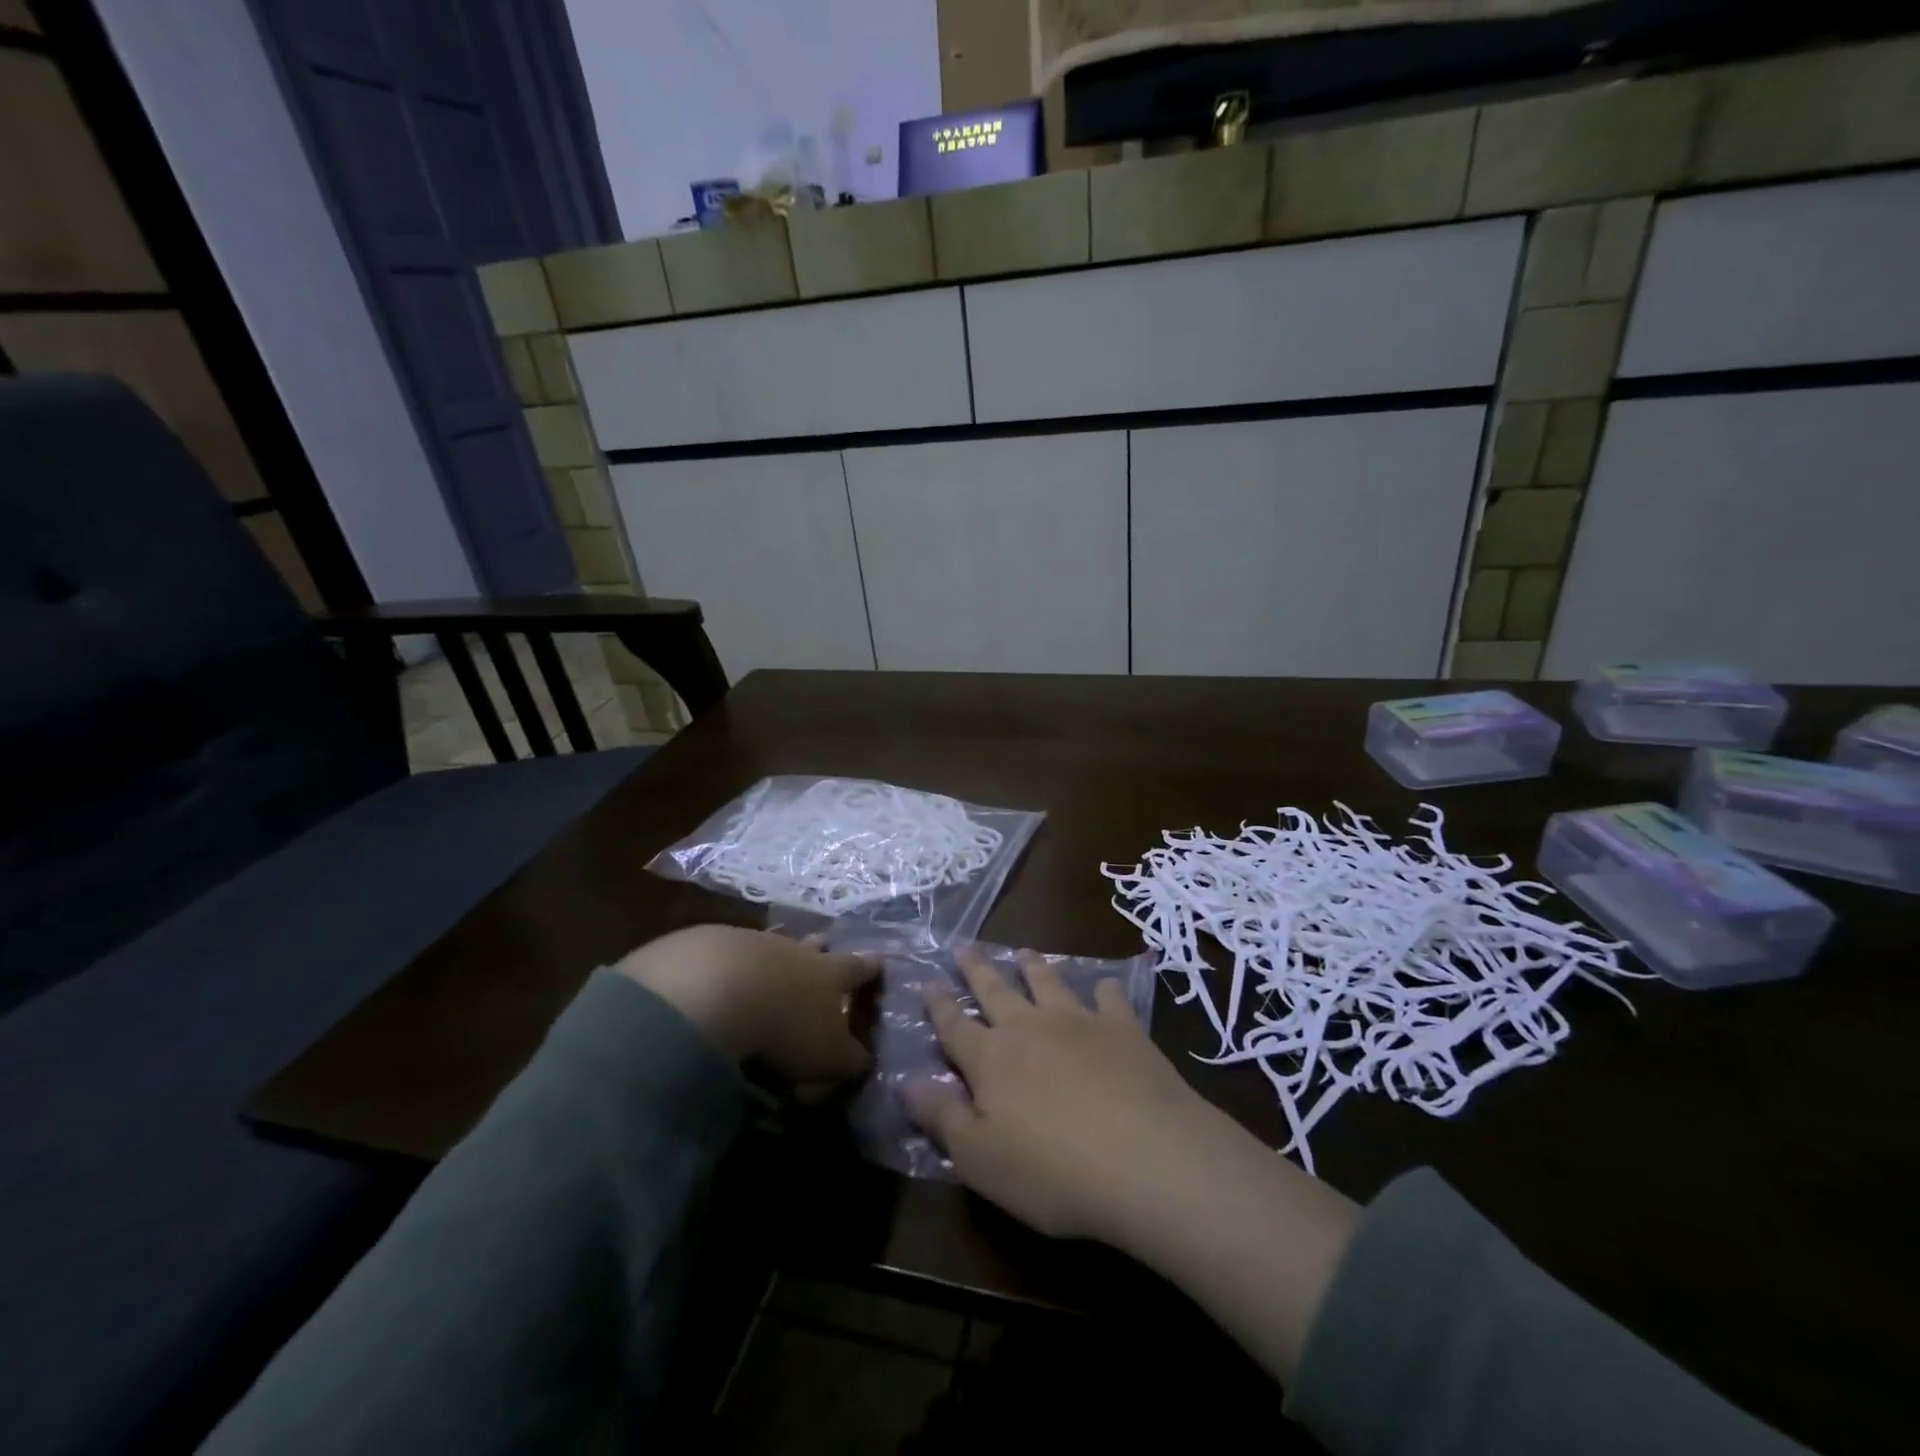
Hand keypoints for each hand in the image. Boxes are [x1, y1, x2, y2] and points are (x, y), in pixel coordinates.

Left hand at [616, 925, 877, 1093]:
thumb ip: (848, 1059)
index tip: (879, 960)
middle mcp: (794, 950)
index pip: (858, 967)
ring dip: (771, 958)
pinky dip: (726, 967)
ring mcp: (750, 942)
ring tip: (766, 973)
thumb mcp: (828, 1057)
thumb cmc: (786, 1027)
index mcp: (829, 973)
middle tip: (824, 949)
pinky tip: (714, 985)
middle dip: (821, 949)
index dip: (870, 967)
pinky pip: (723, 953)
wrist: (713, 990)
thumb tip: (861, 1060)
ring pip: (769, 946)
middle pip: (814, 945)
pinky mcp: (705, 945)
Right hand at [900, 945, 1222, 1244]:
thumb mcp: (980, 1159)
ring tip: (1024, 953)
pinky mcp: (1123, 1029)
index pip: (954, 1026)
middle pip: (996, 991)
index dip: (938, 1006)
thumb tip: (905, 1082)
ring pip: (1048, 984)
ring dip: (1033, 967)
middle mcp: (1029, 1028)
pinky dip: (1104, 991)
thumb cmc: (1052, 1170)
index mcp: (991, 1059)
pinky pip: (1109, 1000)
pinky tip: (1105, 987)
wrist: (1146, 1156)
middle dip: (977, 970)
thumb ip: (942, 1117)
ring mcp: (1078, 1022)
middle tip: (964, 947)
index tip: (927, 982)